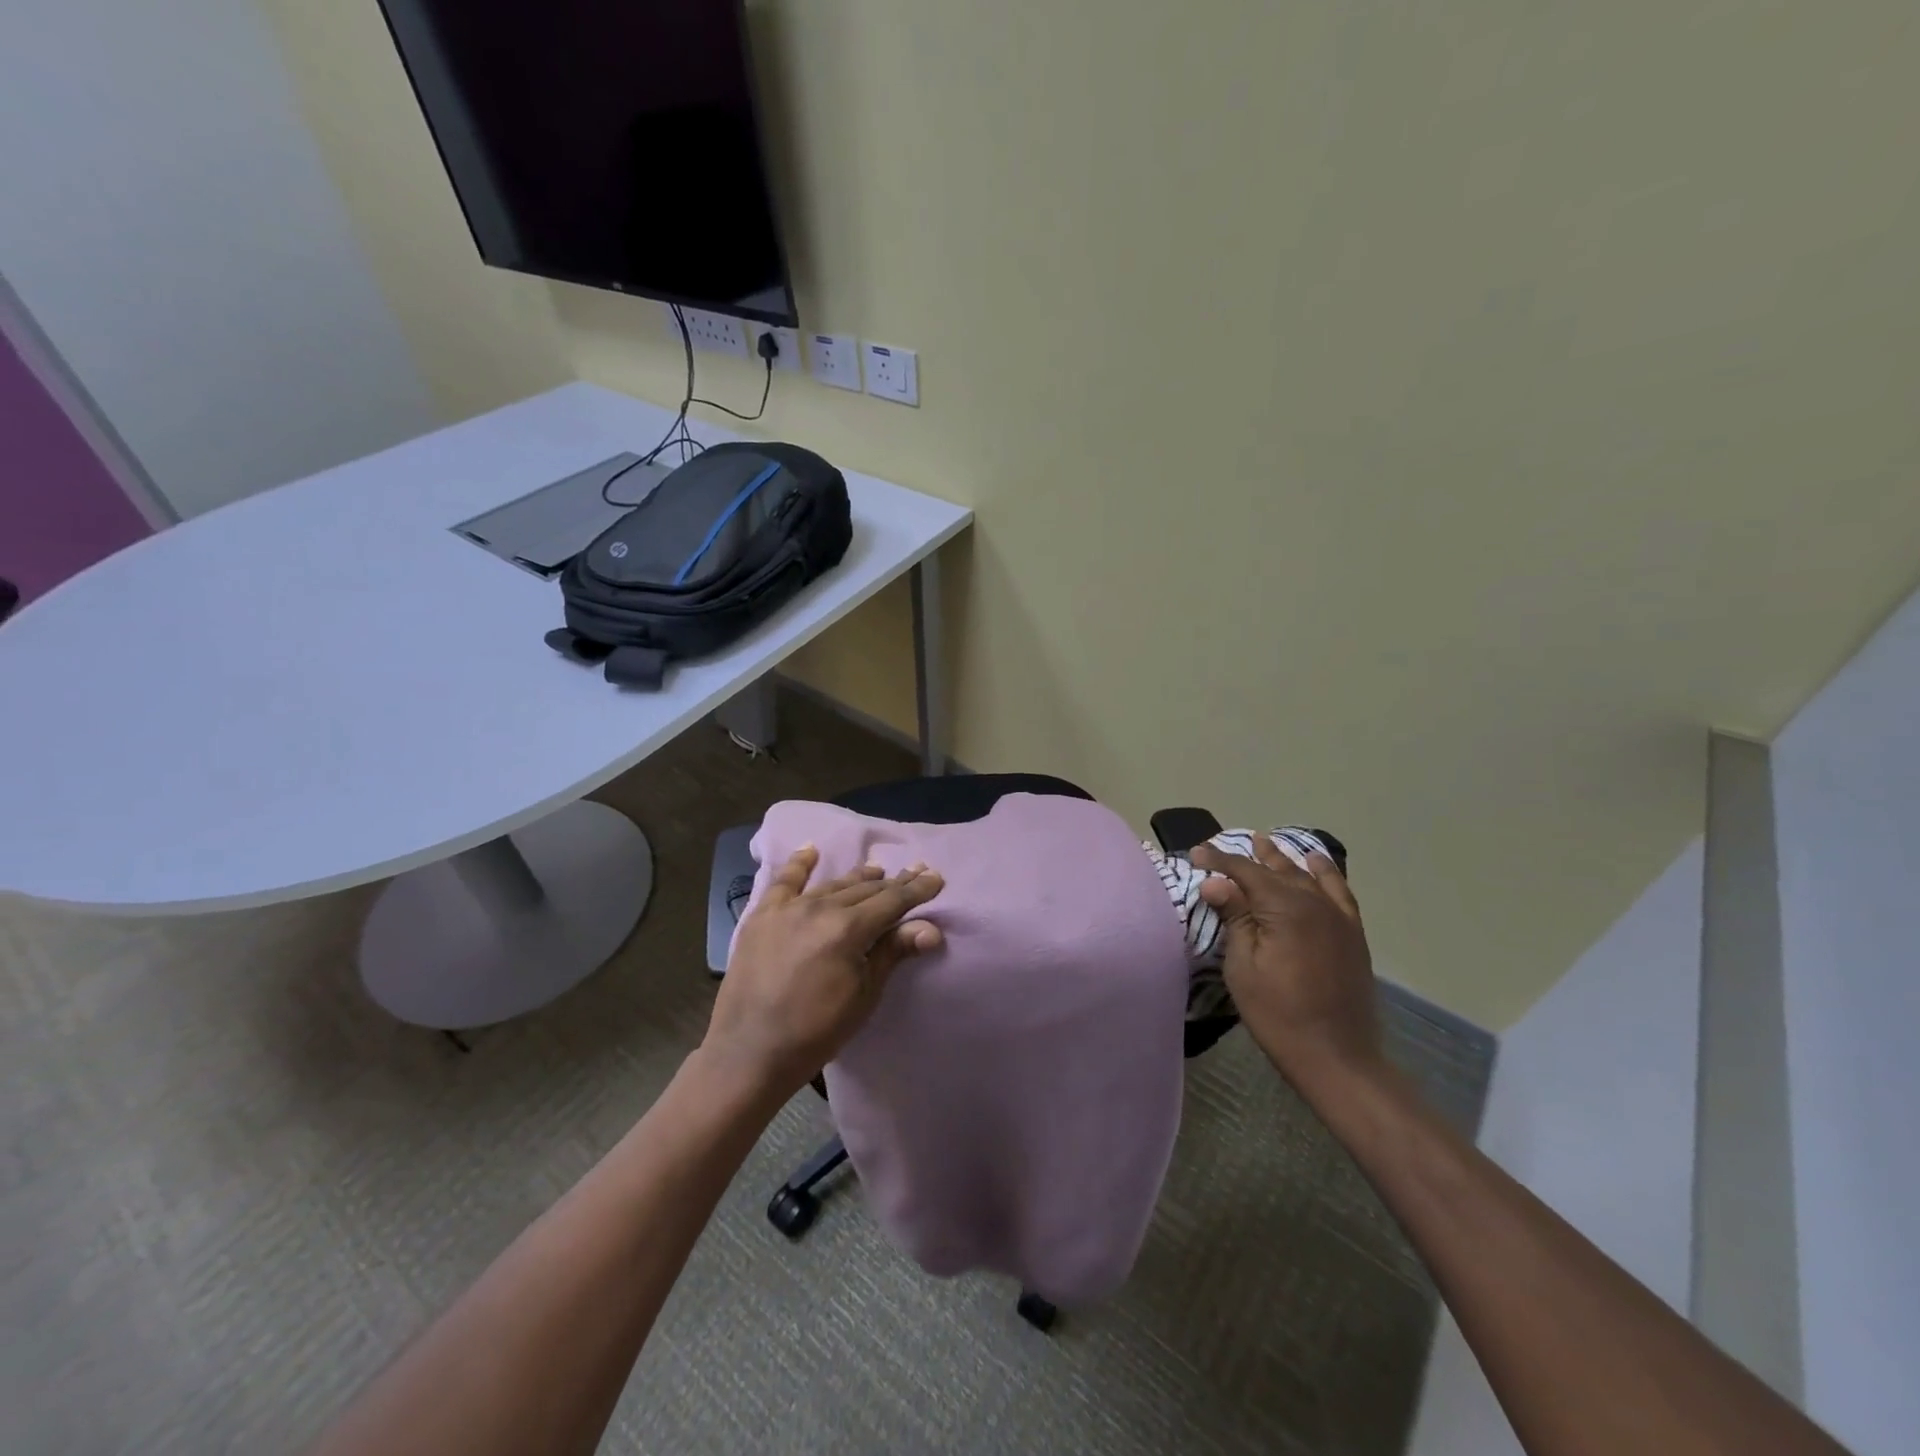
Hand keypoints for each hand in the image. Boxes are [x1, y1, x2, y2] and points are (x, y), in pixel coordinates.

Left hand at [704, 847, 944, 1098]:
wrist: (749, 1052)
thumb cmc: (816, 1031)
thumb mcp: (864, 995)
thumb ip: (893, 953)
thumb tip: (931, 928)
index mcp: (847, 929)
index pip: (892, 901)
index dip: (917, 890)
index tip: (936, 877)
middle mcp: (819, 908)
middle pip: (865, 889)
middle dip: (894, 882)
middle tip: (916, 871)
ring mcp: (787, 909)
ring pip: (832, 885)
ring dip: (858, 877)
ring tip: (878, 869)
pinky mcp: (762, 916)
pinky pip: (784, 882)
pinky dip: (799, 864)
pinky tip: (811, 851)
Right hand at [1189, 836, 1381, 1091]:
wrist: (1337, 1055)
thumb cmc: (1278, 1013)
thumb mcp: (1243, 966)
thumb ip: (1234, 918)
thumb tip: (1216, 883)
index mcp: (1284, 907)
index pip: (1245, 872)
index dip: (1219, 861)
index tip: (1197, 853)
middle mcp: (1314, 902)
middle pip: (1277, 869)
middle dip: (1249, 857)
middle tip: (1223, 848)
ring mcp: (1338, 917)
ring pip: (1306, 876)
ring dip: (1283, 860)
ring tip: (1266, 844)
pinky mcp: (1352, 933)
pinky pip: (1339, 891)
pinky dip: (1326, 874)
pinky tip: (1317, 864)